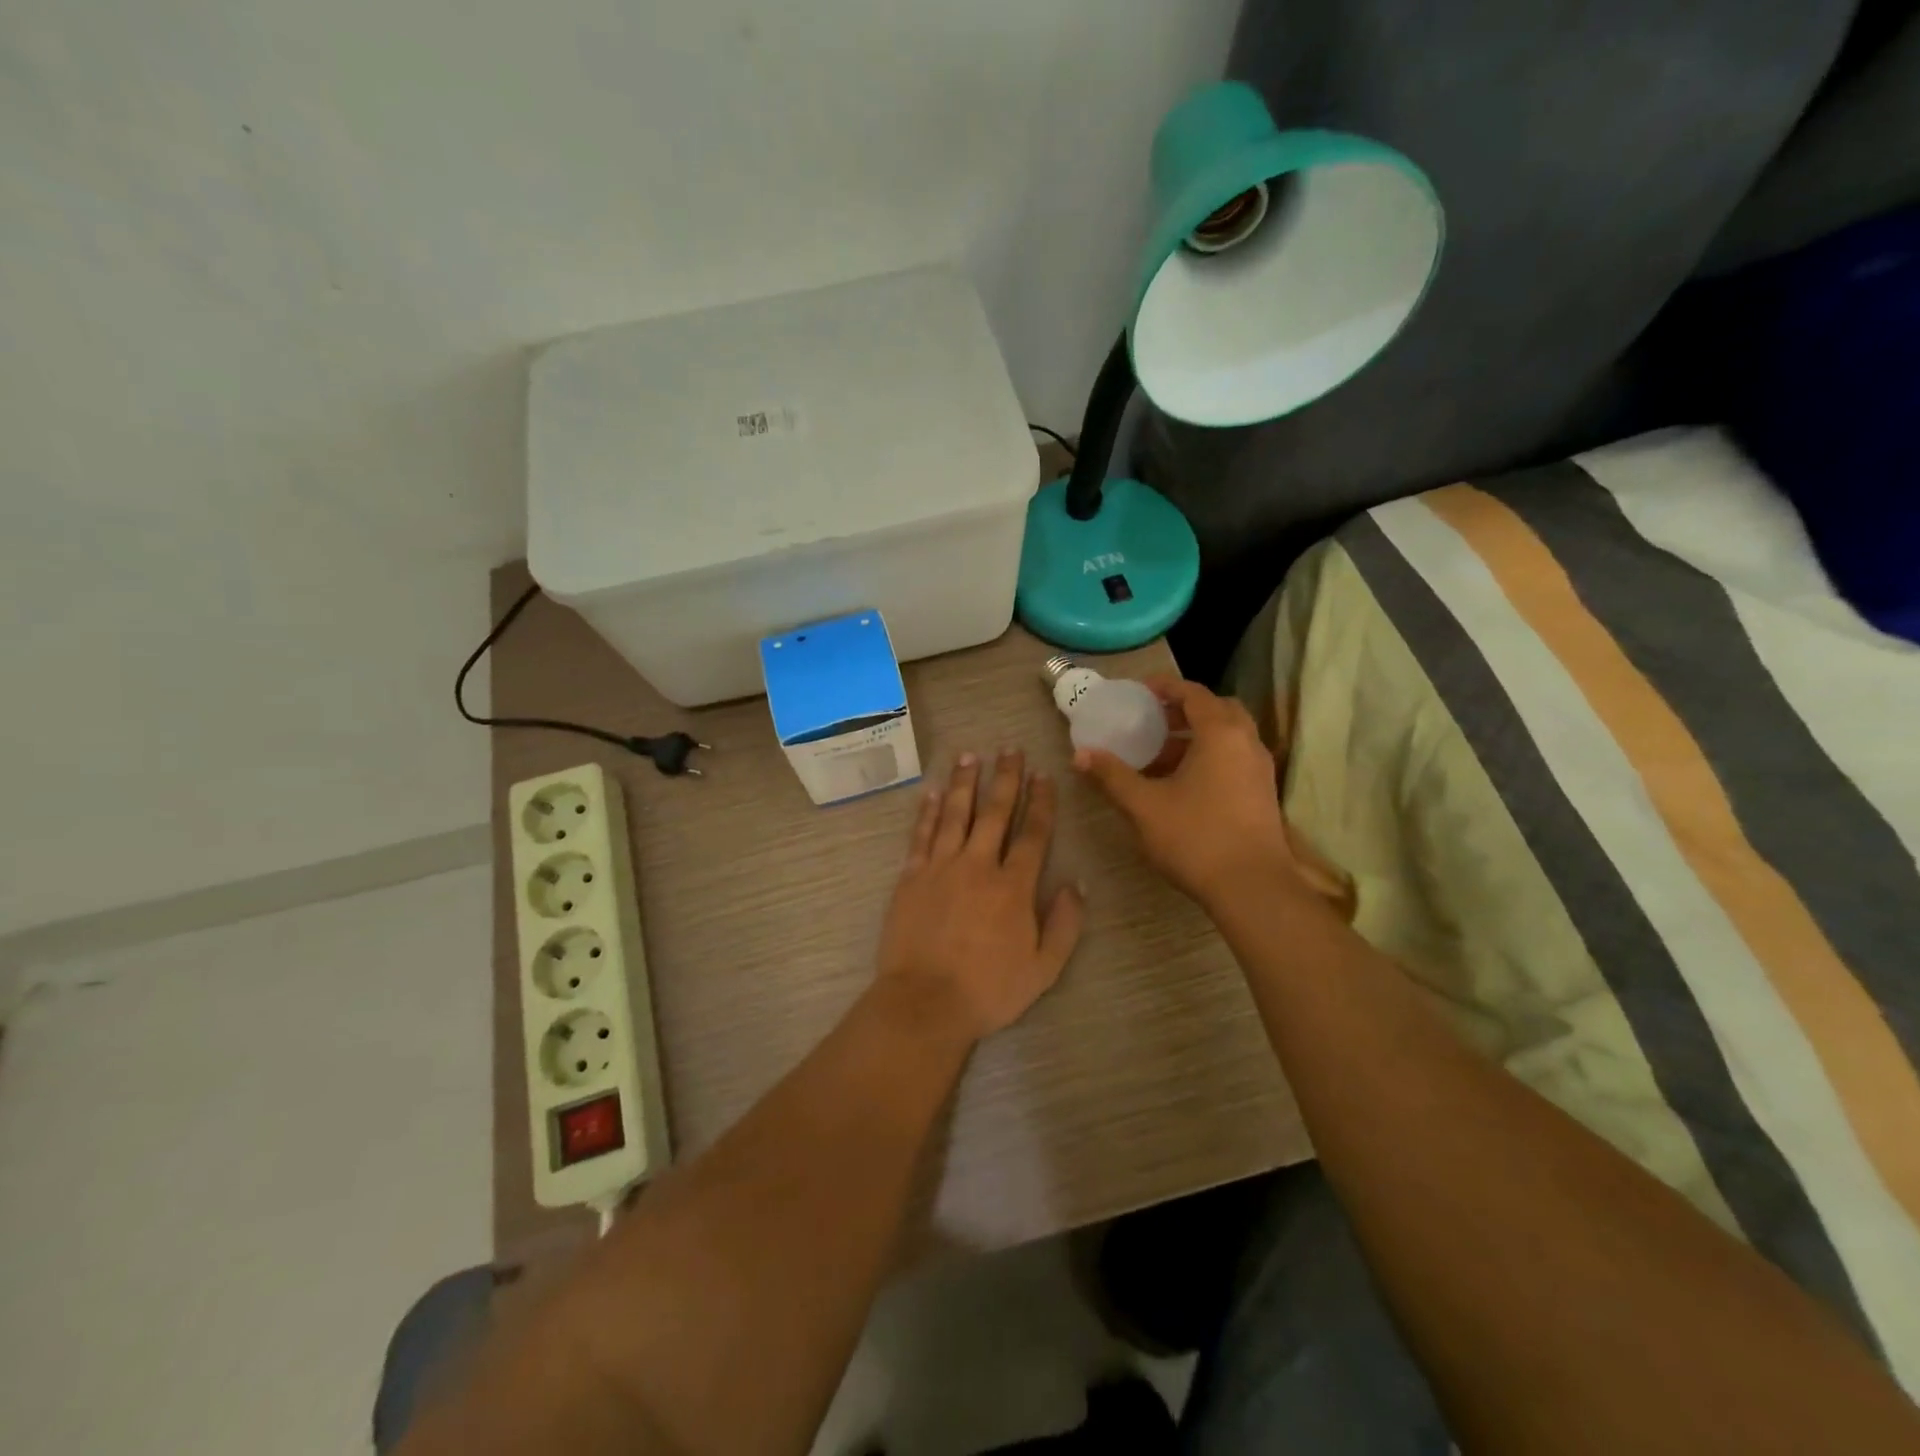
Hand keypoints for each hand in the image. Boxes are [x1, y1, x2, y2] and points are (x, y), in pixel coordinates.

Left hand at [876, 750, 1084, 1041]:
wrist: (925, 1002)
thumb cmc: (989, 989)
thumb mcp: (1044, 968)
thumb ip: (1065, 924)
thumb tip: (1077, 883)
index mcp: (1013, 886)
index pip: (1032, 833)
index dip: (1041, 802)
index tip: (1044, 775)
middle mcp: (978, 865)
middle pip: (994, 812)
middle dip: (1005, 778)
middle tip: (1010, 749)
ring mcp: (940, 867)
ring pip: (956, 814)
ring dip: (965, 782)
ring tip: (971, 755)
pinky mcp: (911, 876)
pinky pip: (921, 834)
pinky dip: (928, 811)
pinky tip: (933, 791)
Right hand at [1073, 678, 1301, 907]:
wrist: (1252, 888)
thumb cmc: (1196, 838)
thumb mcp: (1144, 806)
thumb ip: (1112, 776)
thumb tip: (1080, 755)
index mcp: (1220, 734)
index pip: (1194, 693)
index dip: (1165, 687)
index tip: (1139, 691)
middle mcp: (1246, 742)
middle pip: (1217, 709)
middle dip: (1183, 710)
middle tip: (1152, 721)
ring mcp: (1259, 769)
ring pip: (1228, 736)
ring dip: (1196, 736)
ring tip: (1160, 755)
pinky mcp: (1263, 793)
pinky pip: (1235, 758)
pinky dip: (1210, 757)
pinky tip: (1183, 784)